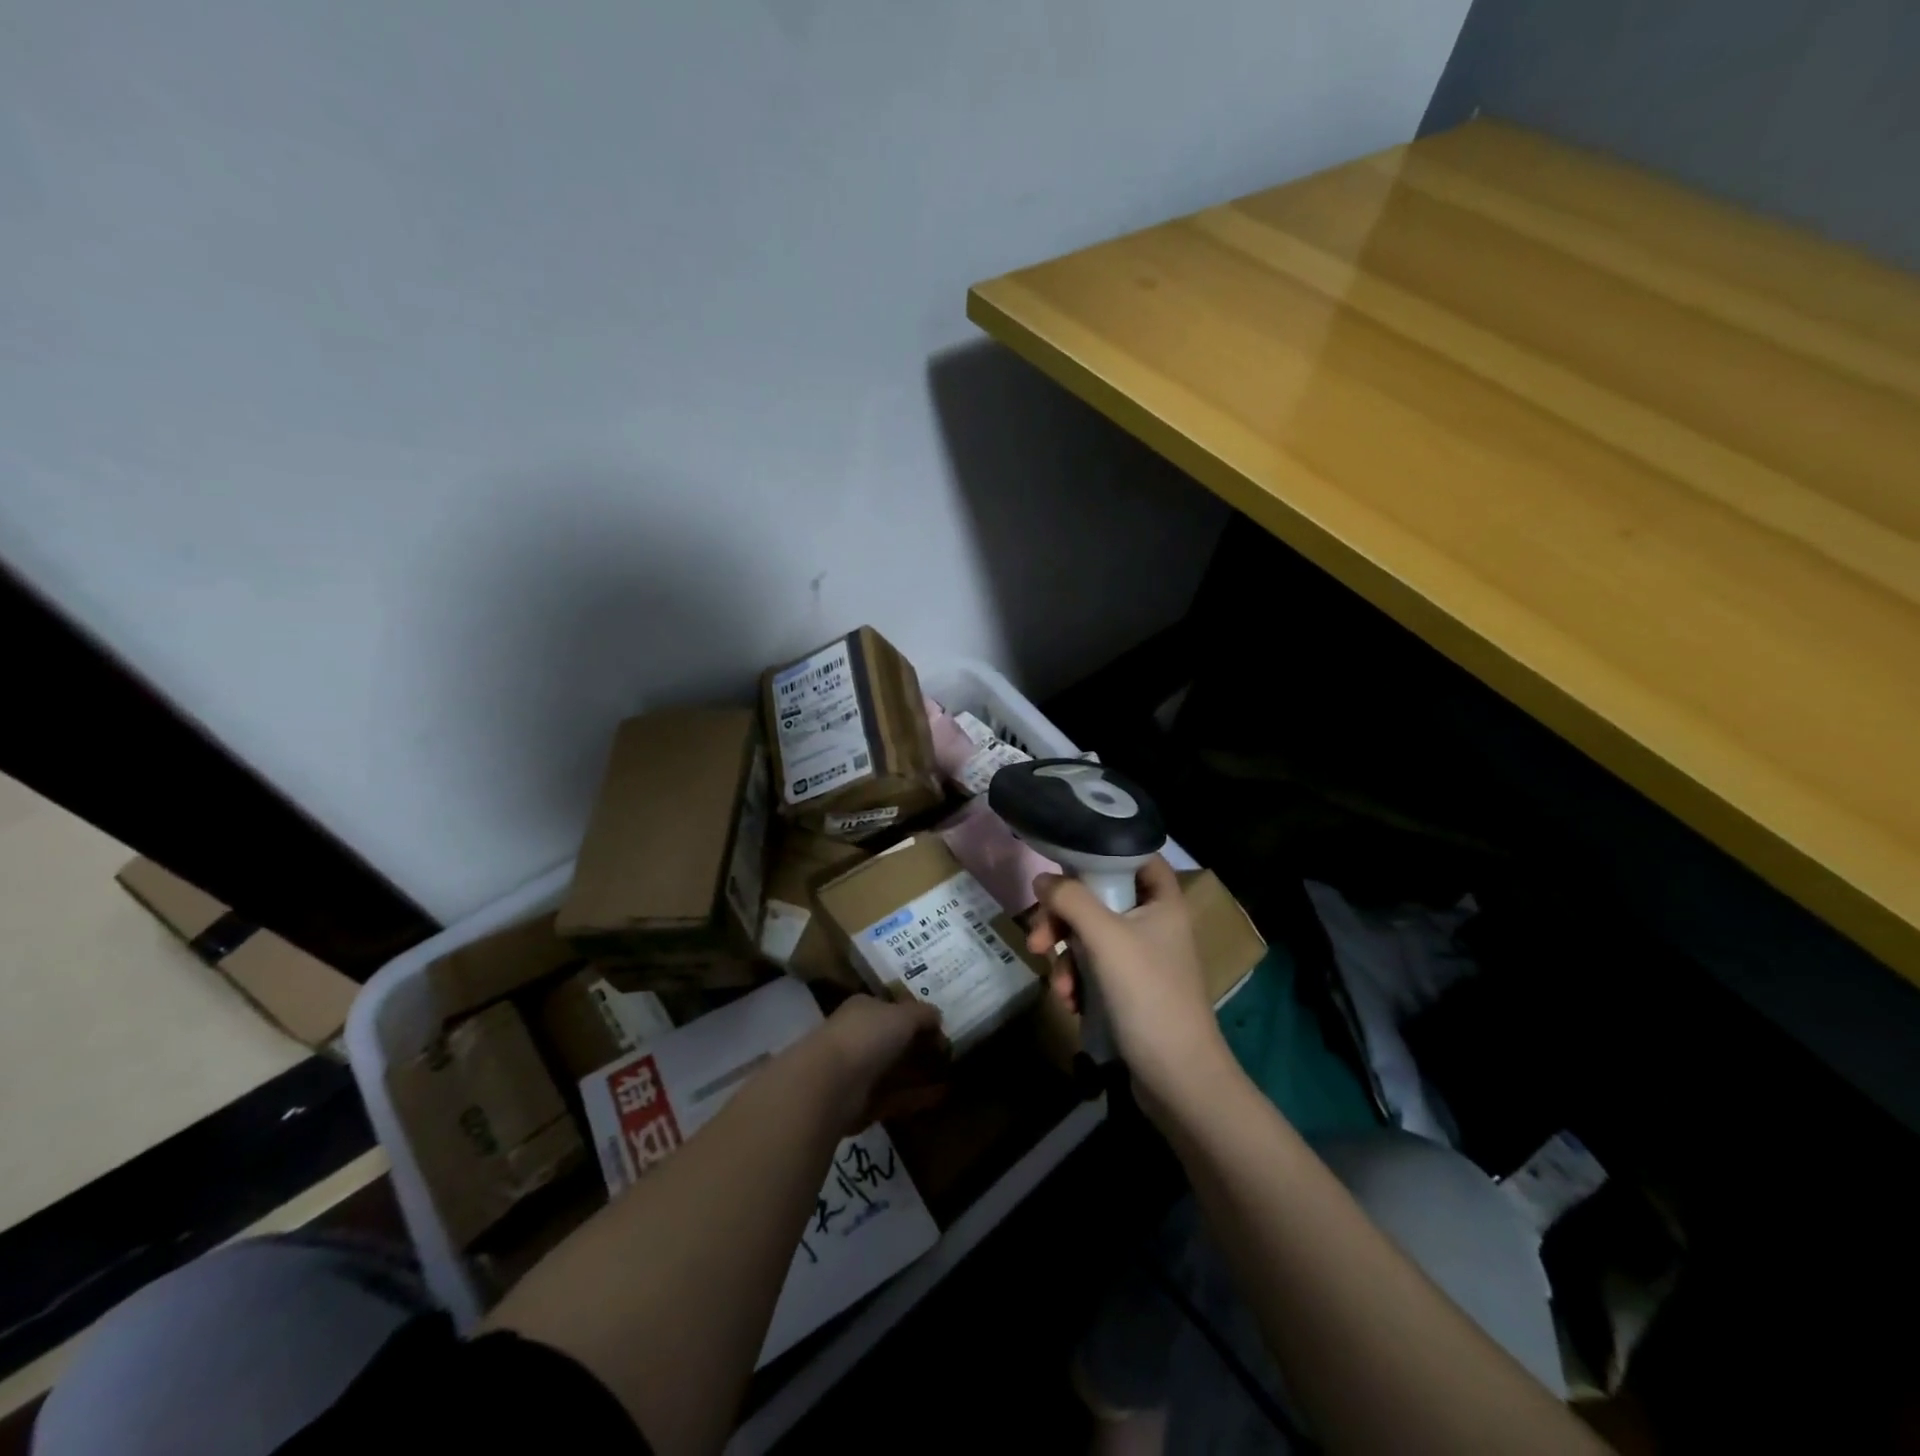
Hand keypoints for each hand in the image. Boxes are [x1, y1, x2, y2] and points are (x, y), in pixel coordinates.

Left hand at [812, 994, 946, 1134]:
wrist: (828, 1085)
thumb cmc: (867, 1036)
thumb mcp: (903, 1015)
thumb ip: (923, 1014)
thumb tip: (938, 1016)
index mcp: (863, 1009)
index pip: (892, 1009)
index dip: (917, 1016)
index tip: (942, 1027)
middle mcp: (858, 1037)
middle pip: (894, 1041)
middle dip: (920, 1047)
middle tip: (950, 1053)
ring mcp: (857, 1072)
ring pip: (894, 1070)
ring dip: (921, 1072)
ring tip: (952, 1074)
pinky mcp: (861, 1104)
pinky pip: (895, 1097)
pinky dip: (917, 1096)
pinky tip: (943, 1095)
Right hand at [1026, 856, 1231, 1112]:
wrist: (1178, 1079)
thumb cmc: (1148, 995)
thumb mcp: (1105, 938)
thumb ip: (1071, 900)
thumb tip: (1042, 878)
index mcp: (1162, 902)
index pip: (1137, 856)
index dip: (1103, 852)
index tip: (1065, 862)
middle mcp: (1154, 924)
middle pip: (1100, 900)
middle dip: (1063, 920)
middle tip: (1038, 940)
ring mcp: (1142, 959)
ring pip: (1090, 937)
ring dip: (1065, 958)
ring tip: (1059, 988)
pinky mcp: (1131, 990)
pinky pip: (1094, 968)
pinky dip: (1077, 980)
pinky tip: (1070, 1003)